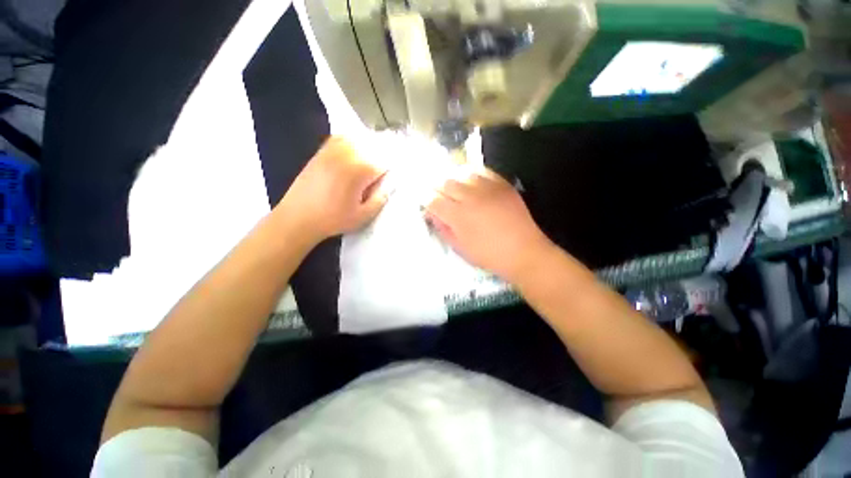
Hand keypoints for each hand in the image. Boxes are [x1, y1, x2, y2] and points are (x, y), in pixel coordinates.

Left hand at [276, 136, 387, 243]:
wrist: (297, 217)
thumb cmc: (333, 219)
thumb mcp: (364, 216)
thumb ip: (381, 198)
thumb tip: (388, 184)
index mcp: (361, 168)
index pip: (386, 161)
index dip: (389, 172)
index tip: (386, 182)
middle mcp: (348, 152)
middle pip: (374, 146)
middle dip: (380, 159)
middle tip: (377, 177)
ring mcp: (333, 148)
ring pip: (359, 139)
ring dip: (368, 149)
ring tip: (367, 166)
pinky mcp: (322, 150)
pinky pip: (342, 138)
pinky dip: (352, 143)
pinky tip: (352, 156)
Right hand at [426, 169, 552, 281]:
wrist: (524, 252)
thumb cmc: (489, 255)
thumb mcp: (460, 248)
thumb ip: (443, 229)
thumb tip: (432, 214)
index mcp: (458, 216)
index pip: (433, 200)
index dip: (426, 199)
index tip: (425, 201)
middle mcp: (470, 197)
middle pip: (445, 182)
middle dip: (437, 187)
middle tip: (437, 193)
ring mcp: (487, 188)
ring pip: (462, 172)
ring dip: (453, 178)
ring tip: (452, 185)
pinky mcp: (502, 184)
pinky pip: (482, 171)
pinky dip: (472, 173)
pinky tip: (470, 180)